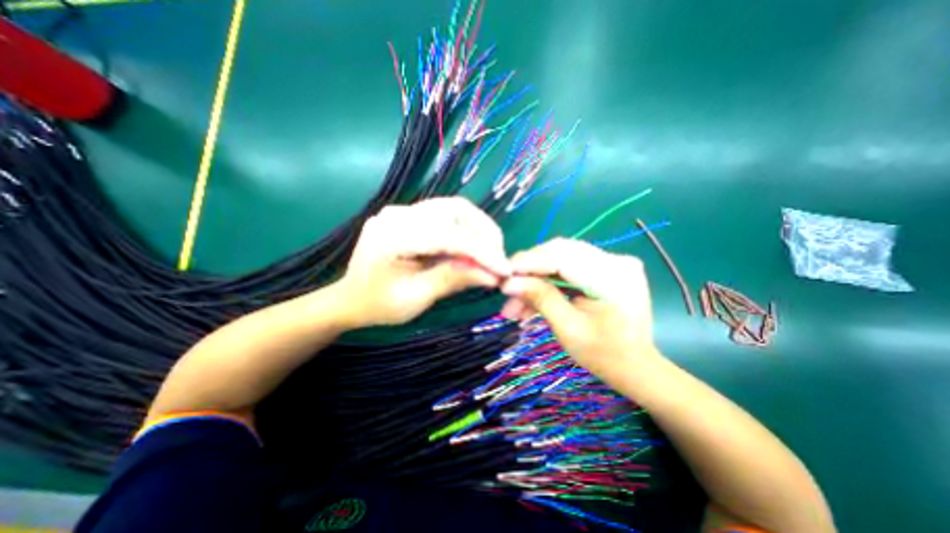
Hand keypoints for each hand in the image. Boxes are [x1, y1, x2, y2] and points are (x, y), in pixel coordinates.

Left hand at [332, 195, 512, 326]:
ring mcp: (404, 210)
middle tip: (498, 260)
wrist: (349, 298)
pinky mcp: (412, 215)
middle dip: (485, 233)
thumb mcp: (416, 298)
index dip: (481, 252)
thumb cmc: (378, 305)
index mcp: (393, 235)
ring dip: (479, 229)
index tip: (505, 271)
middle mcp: (400, 213)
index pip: (449, 235)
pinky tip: (472, 248)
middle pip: (456, 209)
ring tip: (489, 254)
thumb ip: (454, 280)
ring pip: (456, 208)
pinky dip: (467, 230)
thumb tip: (493, 276)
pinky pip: (448, 216)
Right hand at [499, 237, 657, 379]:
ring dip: (536, 278)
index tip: (503, 275)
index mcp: (613, 277)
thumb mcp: (568, 329)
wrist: (636, 366)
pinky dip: (548, 281)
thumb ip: (540, 299)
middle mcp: (616, 260)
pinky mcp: (604, 267)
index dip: (529, 262)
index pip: (562, 256)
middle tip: (507, 289)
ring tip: (516, 304)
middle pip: (560, 252)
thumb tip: (508, 283)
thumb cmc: (605, 355)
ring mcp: (612, 262)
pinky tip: (532, 298)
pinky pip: (568, 267)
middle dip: (529, 270)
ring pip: (560, 259)